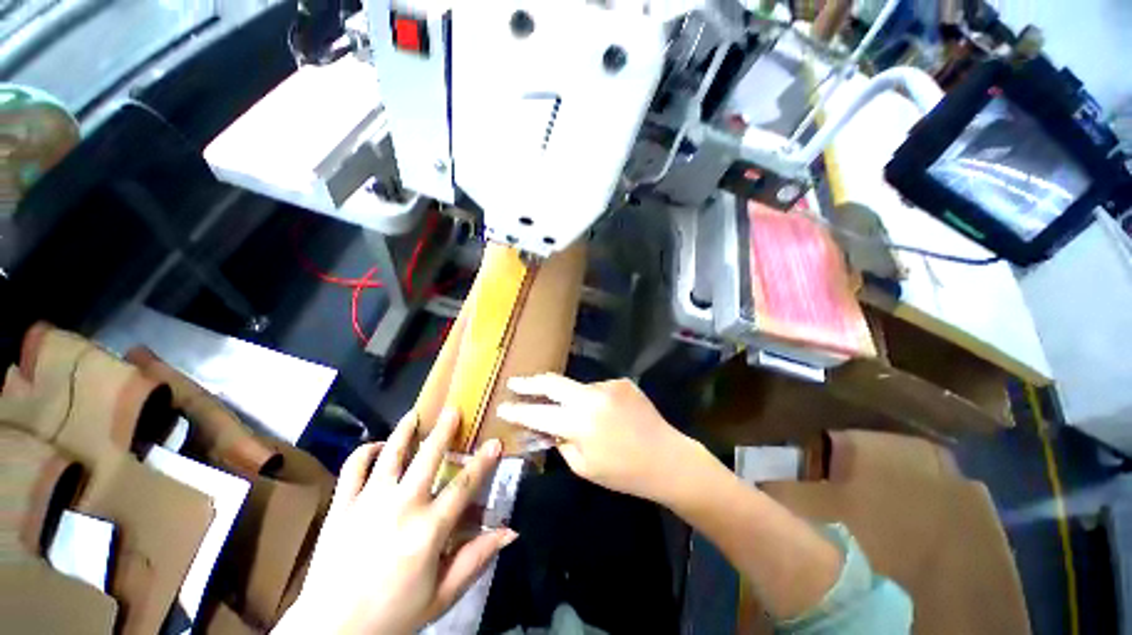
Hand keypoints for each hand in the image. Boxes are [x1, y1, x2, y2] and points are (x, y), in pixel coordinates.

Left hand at [276, 409, 517, 634]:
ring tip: (414, 414)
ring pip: (390, 453)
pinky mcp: (342, 506)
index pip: (464, 487)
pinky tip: (377, 447)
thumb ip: (477, 558)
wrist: (331, 631)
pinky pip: (353, 467)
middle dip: (443, 430)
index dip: (483, 462)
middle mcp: (401, 507)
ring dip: (404, 430)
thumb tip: (511, 532)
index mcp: (428, 530)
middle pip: (428, 457)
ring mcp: (368, 503)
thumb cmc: (393, 615)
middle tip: (452, 409)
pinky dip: (365, 451)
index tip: (495, 442)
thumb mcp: (442, 595)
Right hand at [497, 374, 696, 502]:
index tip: (502, 406)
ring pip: (577, 387)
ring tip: (581, 417)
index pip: (538, 413)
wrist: (667, 458)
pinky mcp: (622, 381)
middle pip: (552, 382)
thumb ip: (559, 442)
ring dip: (570, 398)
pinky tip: (606, 416)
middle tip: (515, 383)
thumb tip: (544, 427)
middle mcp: (591, 396)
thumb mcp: (584, 466)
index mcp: (579, 422)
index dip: (517, 410)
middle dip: (530, 383)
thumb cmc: (624, 473)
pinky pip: (597, 390)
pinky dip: (593, 400)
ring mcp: (608, 385)